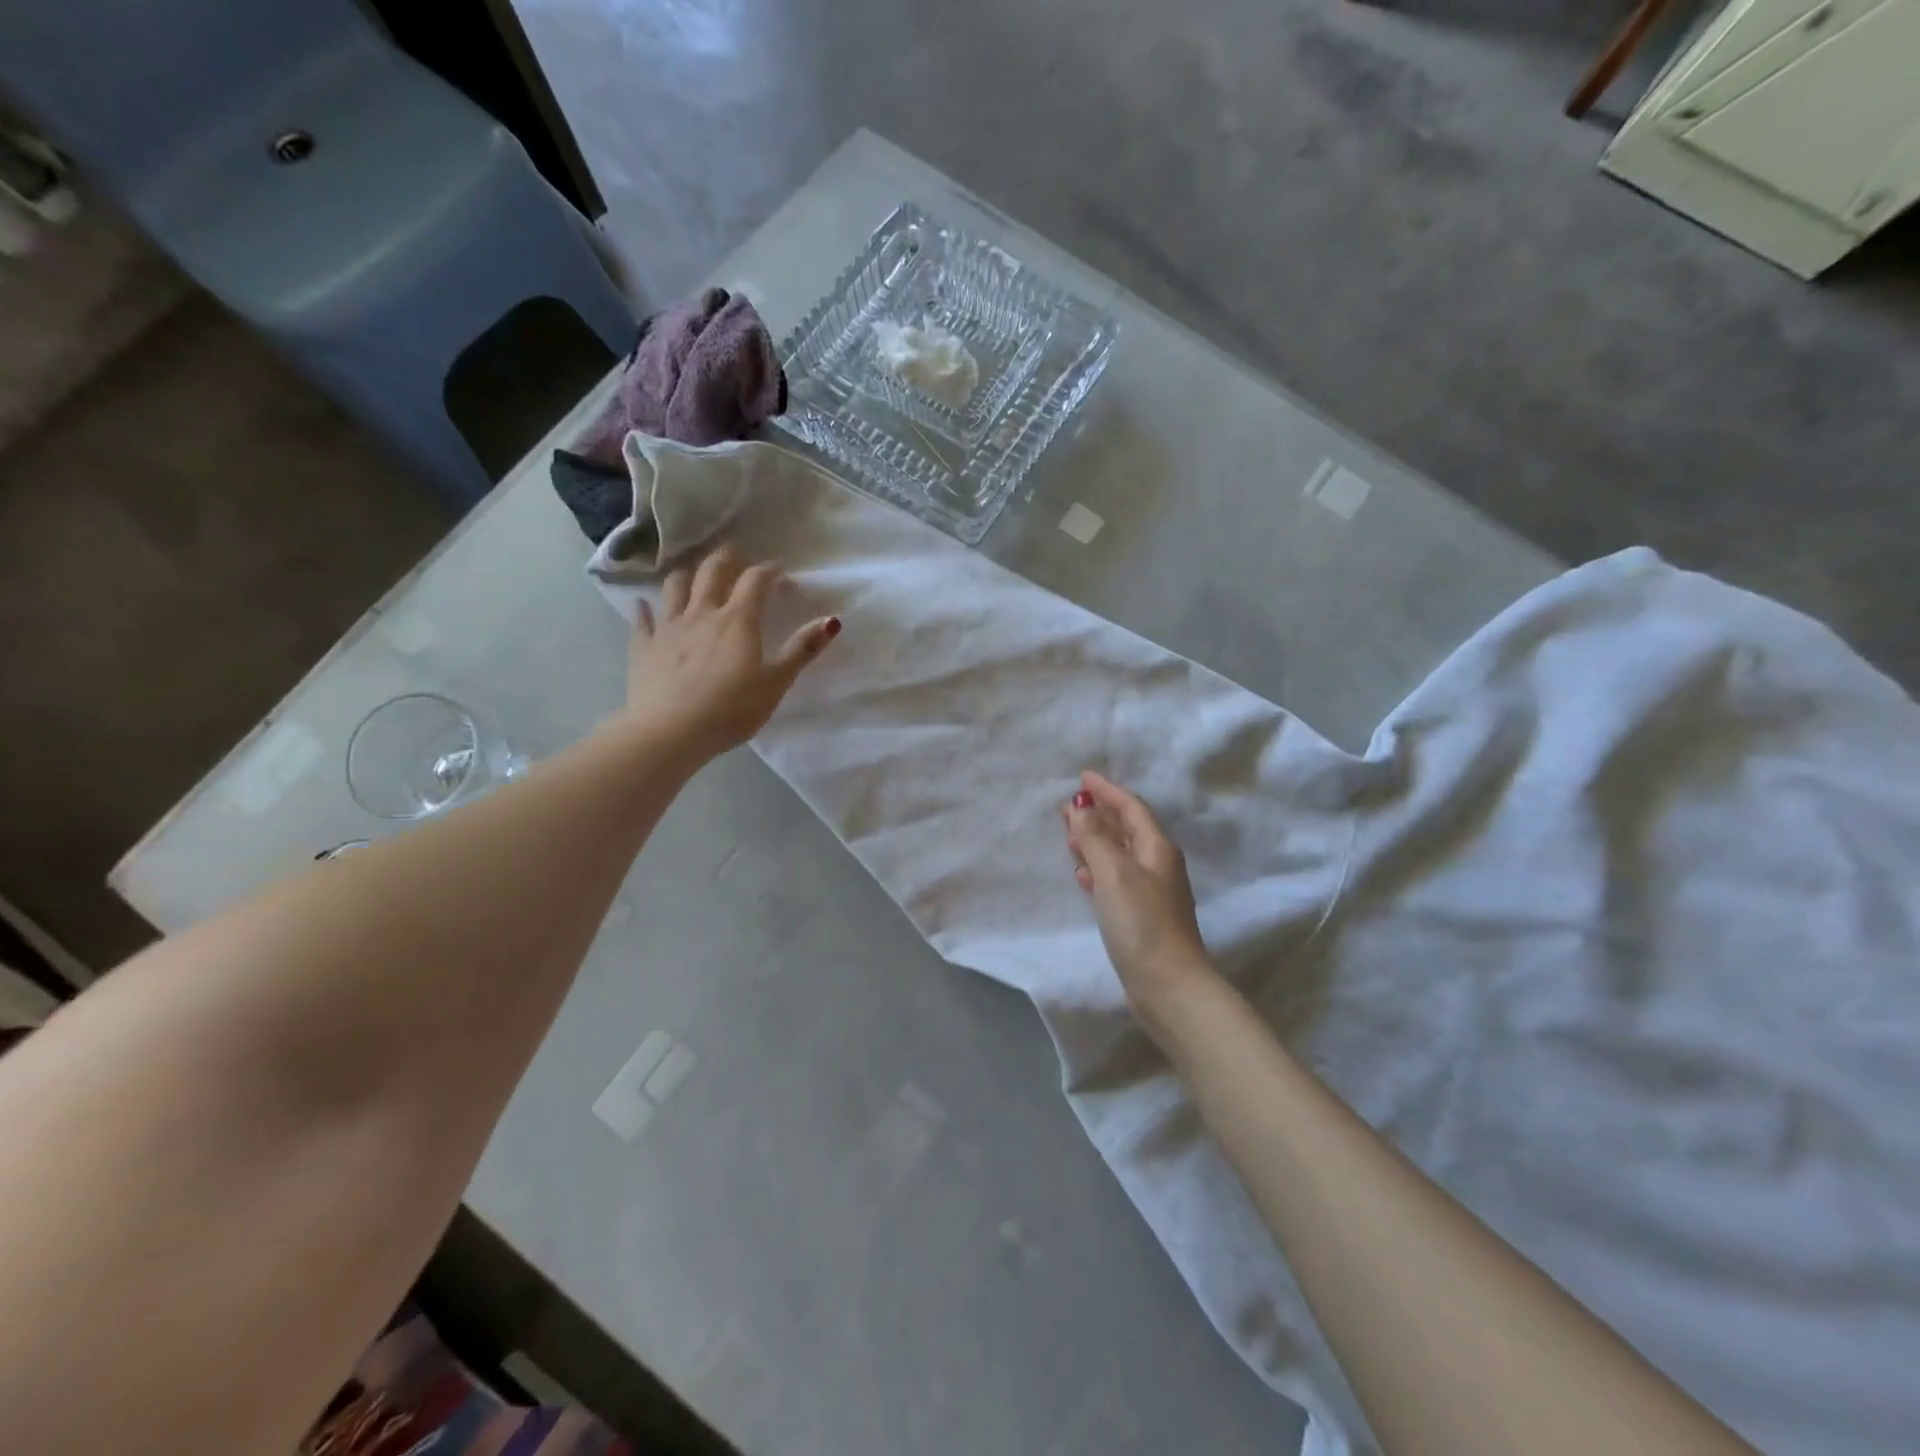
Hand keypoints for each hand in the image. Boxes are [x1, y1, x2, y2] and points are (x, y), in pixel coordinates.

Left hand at [625, 545, 838, 758]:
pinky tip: (645, 605)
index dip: (768, 571)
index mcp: (738, 620)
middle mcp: (702, 613)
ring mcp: (668, 627)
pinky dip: (646, 609)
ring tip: (694, 574)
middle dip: (726, 558)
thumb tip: (831, 620)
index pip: (756, 581)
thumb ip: (802, 650)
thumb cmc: (731, 710)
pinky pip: (643, 619)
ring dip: (687, 574)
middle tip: (735, 554)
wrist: (670, 733)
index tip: (778, 570)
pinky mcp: (643, 646)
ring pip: (675, 586)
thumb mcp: (775, 683)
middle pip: (712, 571)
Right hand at [1061, 771, 1215, 1013]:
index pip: (1131, 807)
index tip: (1082, 777)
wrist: (1168, 985)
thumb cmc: (1142, 923)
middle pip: (1127, 828)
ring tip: (1068, 836)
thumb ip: (1095, 838)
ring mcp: (1152, 891)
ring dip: (1096, 840)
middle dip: (1099, 813)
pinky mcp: (1142, 915)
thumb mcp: (1114, 874)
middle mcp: (1158, 864)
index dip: (1107, 790)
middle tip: (1067, 806)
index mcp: (1157, 848)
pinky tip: (1082, 875)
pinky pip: (1117, 878)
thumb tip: (1079, 808)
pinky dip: (1098, 869)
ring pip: (1120, 853)